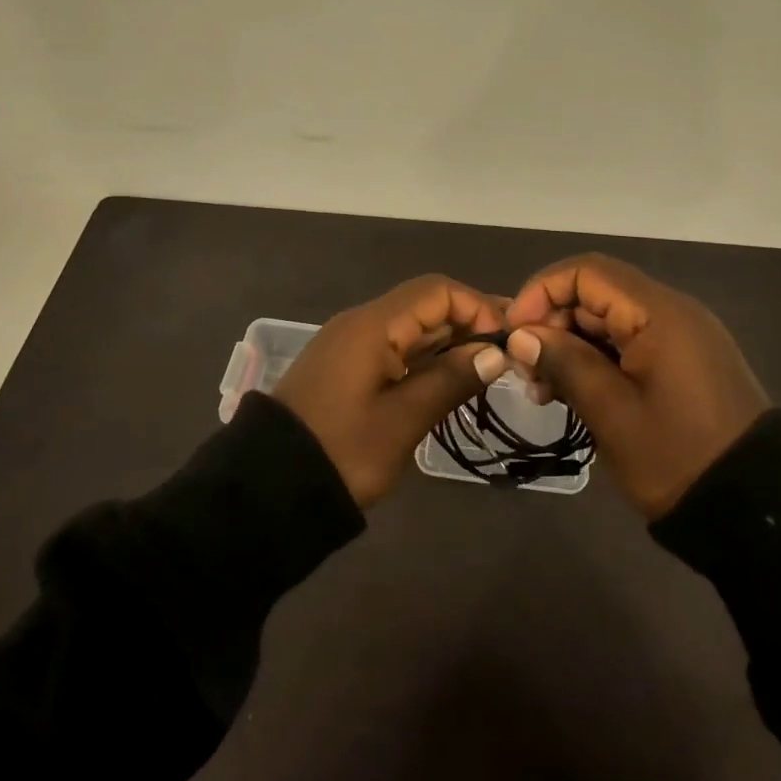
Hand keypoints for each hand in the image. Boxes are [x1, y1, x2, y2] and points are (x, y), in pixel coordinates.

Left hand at [274, 276, 509, 507]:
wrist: (269, 489)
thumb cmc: (342, 451)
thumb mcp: (403, 419)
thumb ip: (451, 380)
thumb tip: (495, 353)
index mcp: (373, 325)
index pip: (437, 291)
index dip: (477, 307)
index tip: (509, 338)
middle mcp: (362, 323)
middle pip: (425, 305)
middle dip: (468, 323)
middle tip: (511, 352)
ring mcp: (352, 346)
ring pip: (412, 328)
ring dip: (450, 342)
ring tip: (490, 366)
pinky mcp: (347, 369)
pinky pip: (396, 348)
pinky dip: (427, 358)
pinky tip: (452, 378)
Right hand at [503, 255, 771, 518]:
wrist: (757, 512)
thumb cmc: (678, 458)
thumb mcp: (612, 413)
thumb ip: (565, 363)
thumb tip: (521, 336)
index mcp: (659, 313)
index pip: (586, 272)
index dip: (541, 292)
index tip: (514, 333)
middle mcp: (671, 312)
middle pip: (596, 294)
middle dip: (552, 324)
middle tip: (525, 373)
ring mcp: (679, 337)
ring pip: (608, 321)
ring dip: (570, 346)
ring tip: (543, 391)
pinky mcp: (681, 362)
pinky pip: (628, 344)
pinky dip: (595, 360)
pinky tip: (572, 393)